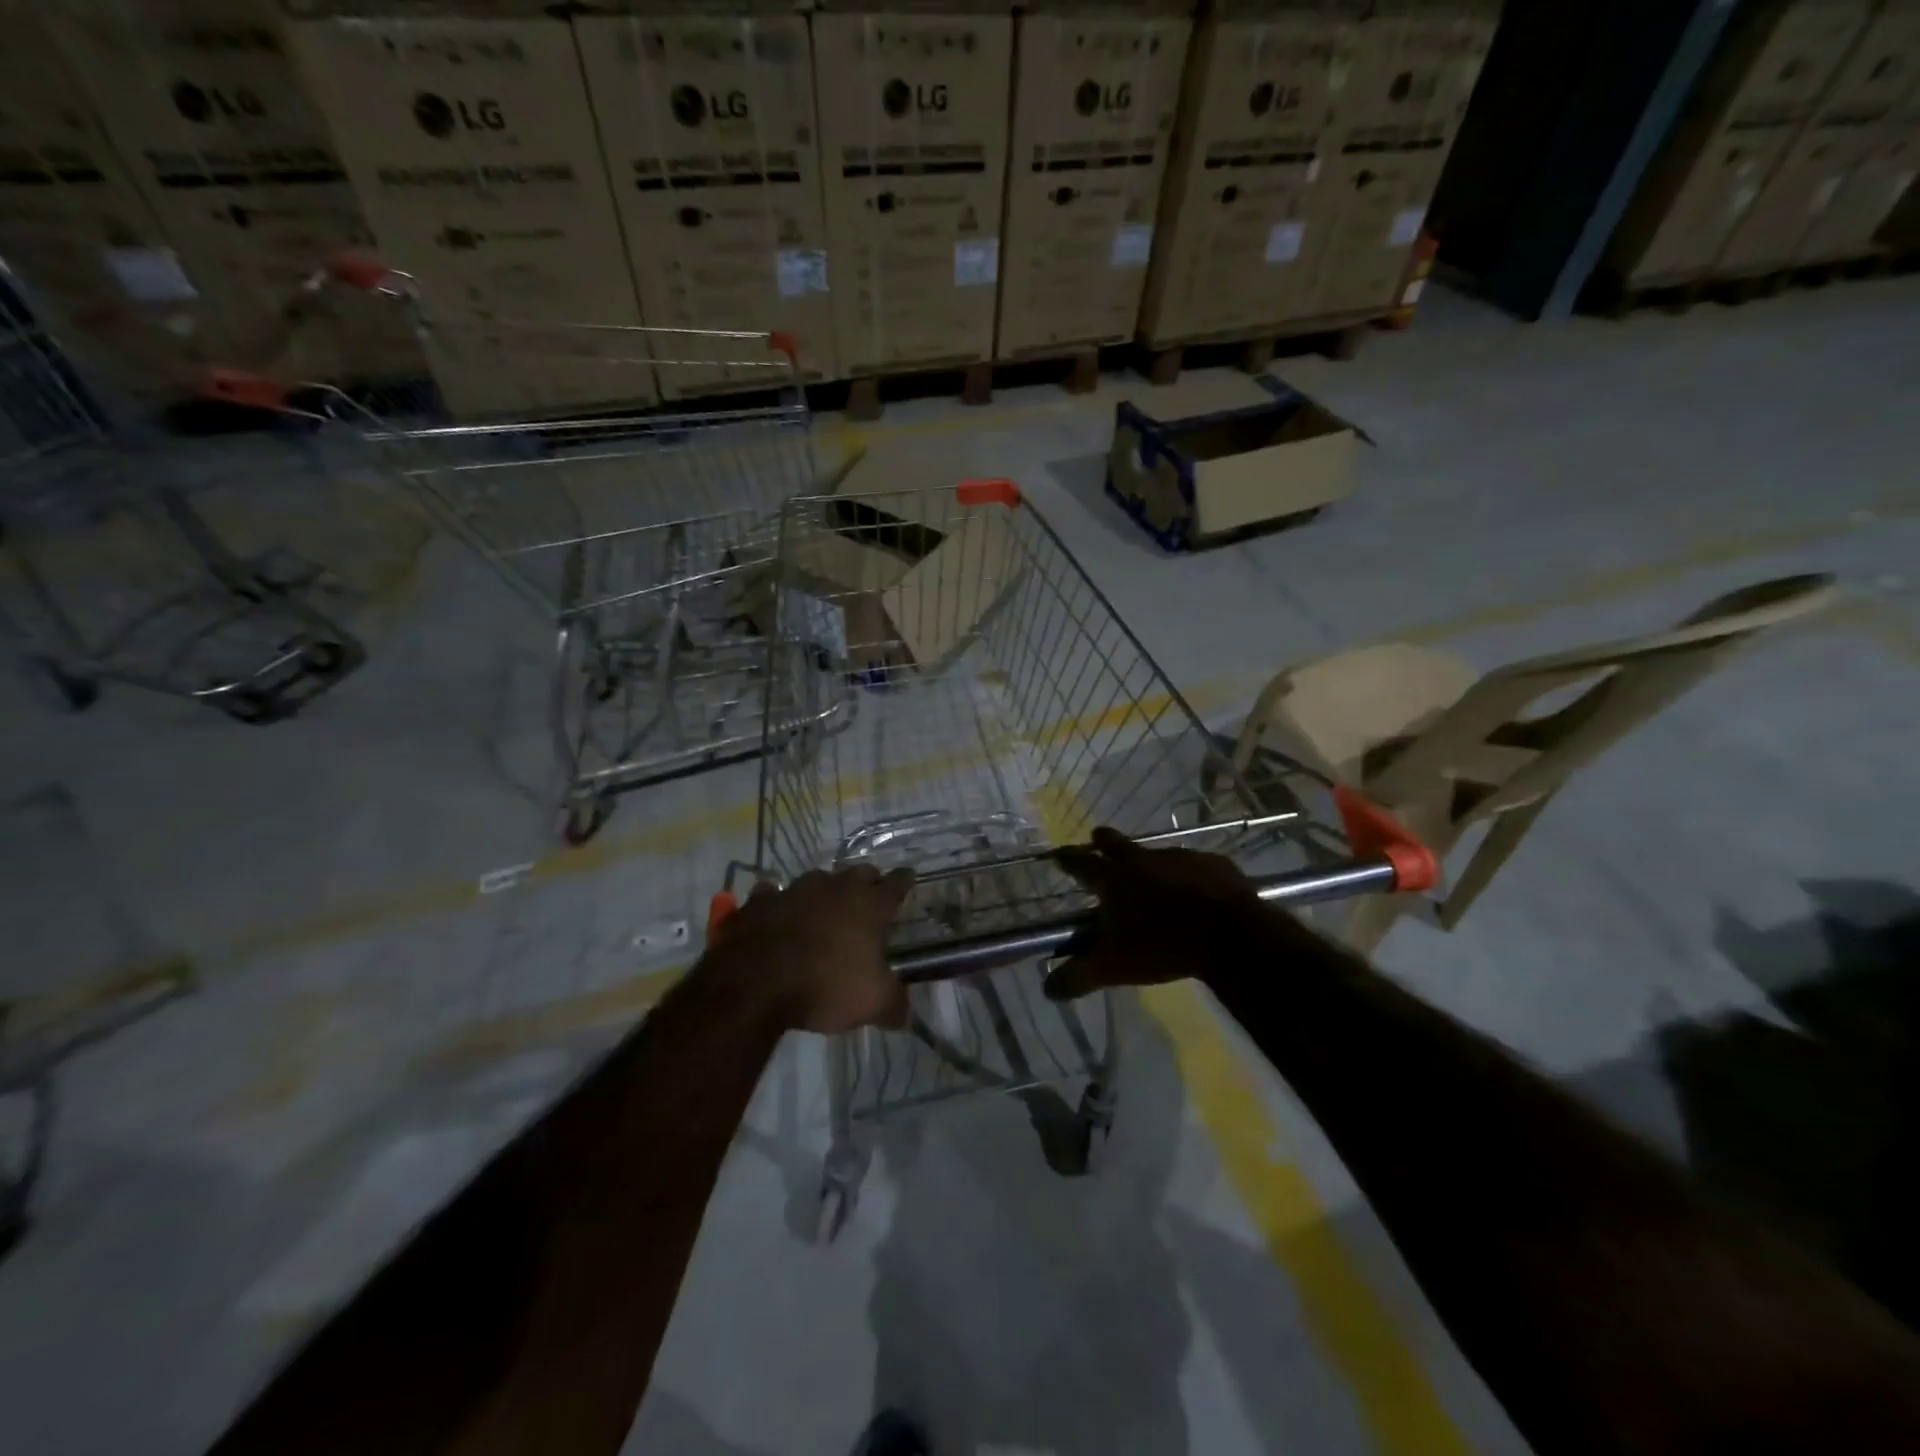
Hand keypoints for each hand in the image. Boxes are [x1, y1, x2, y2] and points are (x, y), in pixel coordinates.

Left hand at [705, 865, 915, 1033]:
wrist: (755, 983)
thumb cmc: (825, 986)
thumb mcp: (873, 1003)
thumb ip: (894, 1005)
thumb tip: (903, 1014)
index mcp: (868, 906)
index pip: (895, 885)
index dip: (904, 881)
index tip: (908, 876)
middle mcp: (834, 889)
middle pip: (858, 873)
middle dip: (867, 880)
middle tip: (870, 893)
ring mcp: (794, 891)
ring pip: (817, 879)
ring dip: (824, 889)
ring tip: (825, 904)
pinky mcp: (759, 902)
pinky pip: (772, 895)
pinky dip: (777, 902)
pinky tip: (776, 912)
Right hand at [1045, 828, 1261, 1000]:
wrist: (1230, 935)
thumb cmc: (1162, 945)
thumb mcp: (1113, 967)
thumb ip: (1078, 976)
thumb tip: (1047, 989)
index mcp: (1114, 878)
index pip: (1081, 863)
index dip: (1067, 859)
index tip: (1058, 855)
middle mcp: (1144, 859)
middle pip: (1116, 842)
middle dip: (1104, 840)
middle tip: (1098, 838)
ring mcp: (1182, 856)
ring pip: (1158, 853)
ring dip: (1151, 862)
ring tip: (1154, 877)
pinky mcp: (1215, 863)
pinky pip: (1197, 865)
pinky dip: (1191, 875)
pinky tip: (1197, 891)